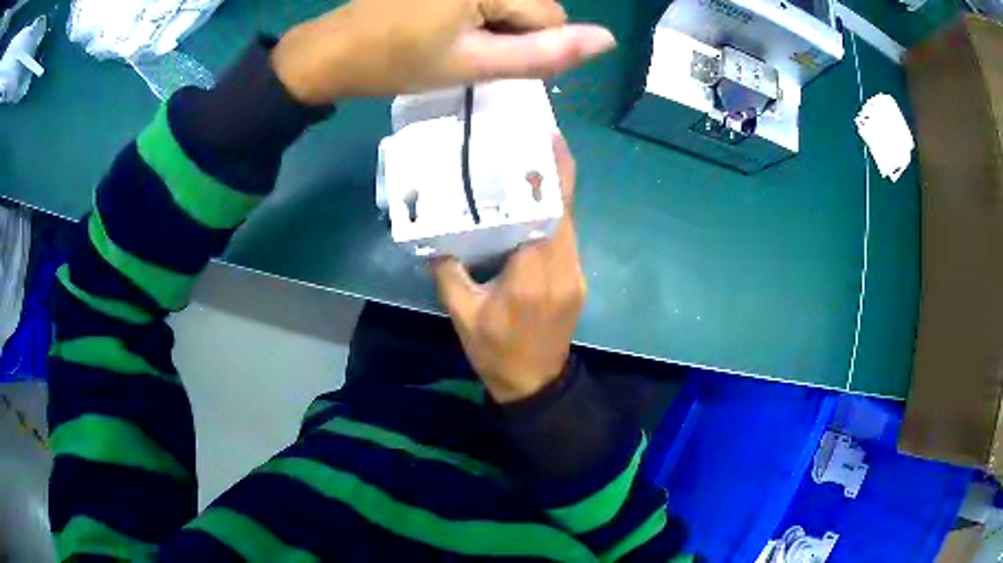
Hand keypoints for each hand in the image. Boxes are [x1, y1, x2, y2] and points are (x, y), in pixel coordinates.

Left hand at [271, 0, 614, 104]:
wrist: (334, 51)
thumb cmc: (397, 62)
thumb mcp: (473, 65)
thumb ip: (543, 54)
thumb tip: (607, 40)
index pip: (551, 16)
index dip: (526, 46)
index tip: (480, 58)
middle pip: (534, 3)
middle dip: (511, 31)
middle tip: (462, 49)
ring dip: (494, 22)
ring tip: (449, 36)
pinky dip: (477, 11)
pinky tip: (443, 22)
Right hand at [432, 135, 585, 402]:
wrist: (534, 384)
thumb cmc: (495, 351)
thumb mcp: (462, 313)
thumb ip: (447, 272)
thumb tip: (435, 236)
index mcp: (532, 276)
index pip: (550, 215)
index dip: (554, 177)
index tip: (551, 143)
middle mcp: (563, 270)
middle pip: (566, 212)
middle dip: (557, 176)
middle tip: (540, 143)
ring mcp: (576, 277)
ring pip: (570, 226)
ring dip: (556, 197)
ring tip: (537, 169)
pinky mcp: (578, 283)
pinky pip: (568, 242)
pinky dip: (556, 220)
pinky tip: (537, 210)